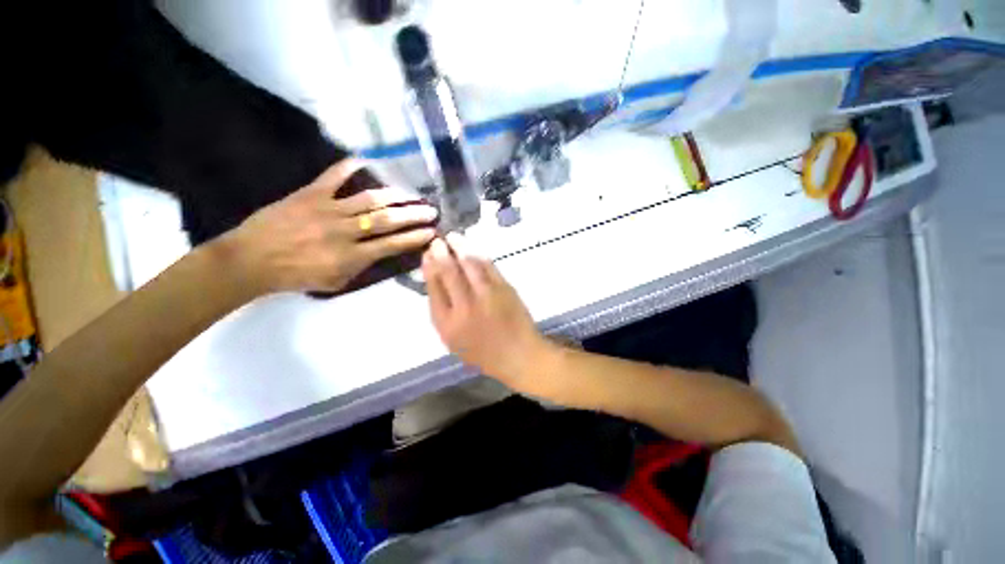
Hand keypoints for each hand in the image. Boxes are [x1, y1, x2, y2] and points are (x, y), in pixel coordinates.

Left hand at [217, 159, 436, 293]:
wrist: (250, 260)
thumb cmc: (295, 276)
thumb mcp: (335, 283)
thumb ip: (361, 268)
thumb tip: (381, 253)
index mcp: (351, 256)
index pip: (392, 245)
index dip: (415, 238)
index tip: (432, 232)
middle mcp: (345, 231)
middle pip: (387, 220)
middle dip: (413, 215)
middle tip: (431, 210)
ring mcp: (328, 209)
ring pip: (369, 199)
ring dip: (394, 195)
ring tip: (411, 193)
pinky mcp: (310, 194)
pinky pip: (333, 176)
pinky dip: (350, 167)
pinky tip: (367, 161)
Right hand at [422, 234, 555, 395]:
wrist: (518, 355)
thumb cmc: (483, 352)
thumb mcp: (453, 341)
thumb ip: (443, 313)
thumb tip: (436, 283)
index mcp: (448, 324)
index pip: (434, 289)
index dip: (429, 269)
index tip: (427, 255)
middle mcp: (464, 307)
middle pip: (449, 273)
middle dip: (441, 253)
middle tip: (437, 241)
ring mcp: (486, 296)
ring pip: (469, 265)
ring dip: (460, 247)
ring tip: (453, 237)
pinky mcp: (504, 289)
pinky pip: (489, 267)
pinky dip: (479, 255)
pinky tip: (473, 249)